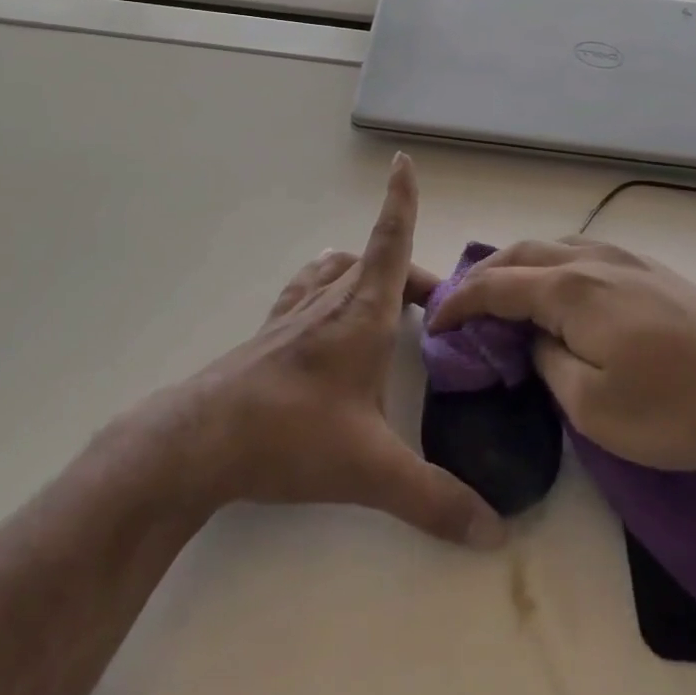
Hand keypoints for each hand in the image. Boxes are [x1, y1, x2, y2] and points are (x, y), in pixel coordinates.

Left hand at [138, 154, 505, 549]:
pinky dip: (328, 285)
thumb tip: (494, 532)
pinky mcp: (270, 333)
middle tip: (438, 310)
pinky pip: (307, 290)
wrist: (201, 440)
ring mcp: (295, 313)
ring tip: (388, 299)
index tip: (403, 162)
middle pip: (376, 261)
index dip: (400, 200)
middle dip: (412, 274)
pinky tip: (325, 311)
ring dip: (367, 272)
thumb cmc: (291, 434)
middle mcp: (330, 300)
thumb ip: (435, 499)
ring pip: (338, 270)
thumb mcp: (371, 469)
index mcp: (362, 312)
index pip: (390, 241)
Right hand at [427, 237, 695, 471]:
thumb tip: (534, 341)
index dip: (458, 303)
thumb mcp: (594, 407)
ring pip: (553, 247)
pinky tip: (561, 291)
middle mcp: (591, 260)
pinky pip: (583, 253)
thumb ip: (548, 365)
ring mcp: (625, 260)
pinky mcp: (652, 270)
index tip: (433, 323)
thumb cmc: (677, 405)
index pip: (495, 286)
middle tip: (463, 305)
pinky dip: (552, 266)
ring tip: (506, 295)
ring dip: (519, 266)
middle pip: (521, 254)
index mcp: (569, 289)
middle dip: (484, 275)